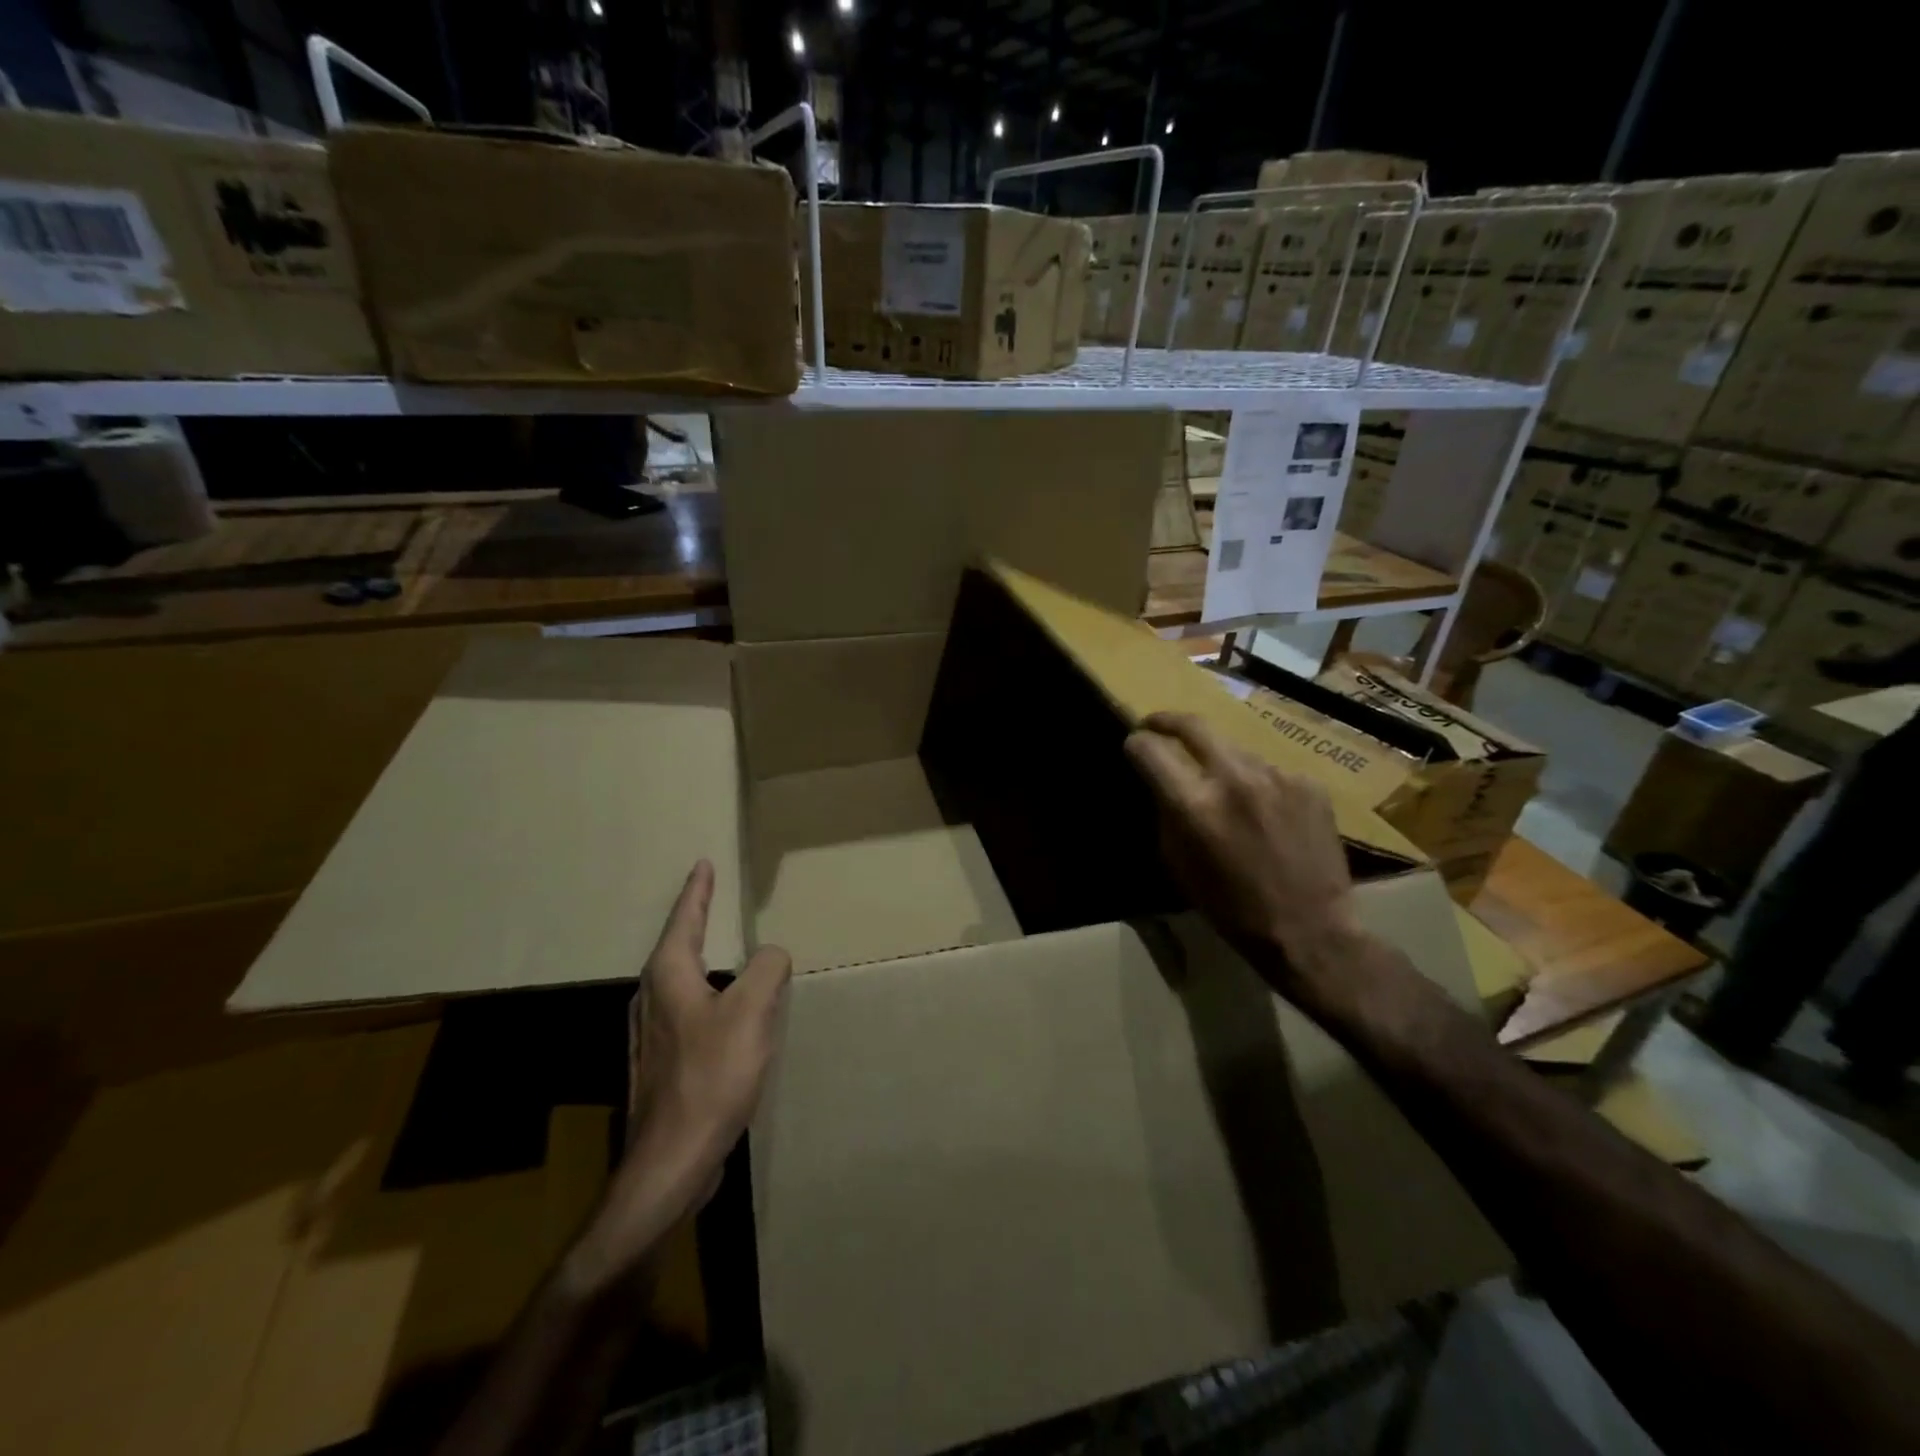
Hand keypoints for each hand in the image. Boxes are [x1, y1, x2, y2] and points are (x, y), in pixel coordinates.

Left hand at [567, 860, 791, 1293]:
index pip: (685, 919)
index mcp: (668, 977)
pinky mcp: (661, 1066)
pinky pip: (687, 1013)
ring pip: (678, 982)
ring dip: (699, 959)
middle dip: (693, 922)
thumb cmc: (710, 1078)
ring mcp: (652, 1036)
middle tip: (712, 900)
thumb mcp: (751, 1013)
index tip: (702, 865)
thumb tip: (771, 955)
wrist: (670, 1163)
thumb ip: (767, 969)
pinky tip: (723, 1014)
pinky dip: (707, 997)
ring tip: (722, 950)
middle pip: (674, 947)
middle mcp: (651, 1000)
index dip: (698, 891)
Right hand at [1125, 711, 1359, 1005]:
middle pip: (1193, 725)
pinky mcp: (1309, 783)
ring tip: (1220, 784)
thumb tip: (1161, 784)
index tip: (1134, 745)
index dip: (1136, 743)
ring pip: (1233, 748)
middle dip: (1167, 720)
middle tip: (1157, 724)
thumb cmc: (1232, 908)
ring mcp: (1277, 776)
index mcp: (1195, 805)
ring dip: (1217, 758)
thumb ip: (1166, 814)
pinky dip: (1255, 782)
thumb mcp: (1178, 865)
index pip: (1150, 749)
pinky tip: (1263, 810)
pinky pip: (1268, 770)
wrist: (1311, 930)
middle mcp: (1234, 779)